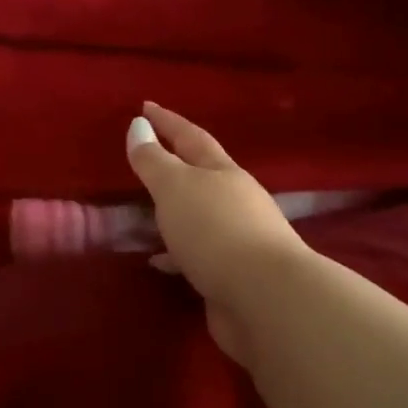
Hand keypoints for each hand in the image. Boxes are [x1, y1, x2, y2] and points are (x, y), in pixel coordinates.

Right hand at [125, 101, 308, 364]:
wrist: (268, 301)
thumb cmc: (216, 230)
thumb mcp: (175, 187)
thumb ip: (153, 159)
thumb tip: (139, 125)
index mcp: (223, 172)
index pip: (190, 136)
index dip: (167, 121)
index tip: (145, 106)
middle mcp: (235, 200)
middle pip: (201, 175)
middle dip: (174, 165)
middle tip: (145, 158)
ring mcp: (238, 239)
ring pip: (198, 216)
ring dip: (173, 212)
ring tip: (144, 214)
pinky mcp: (233, 275)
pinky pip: (195, 254)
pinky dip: (175, 253)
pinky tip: (158, 261)